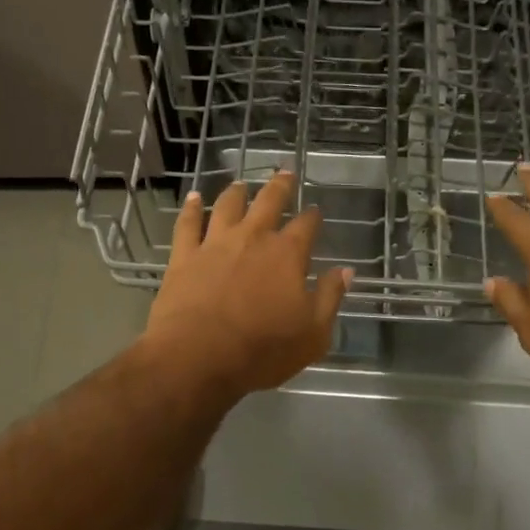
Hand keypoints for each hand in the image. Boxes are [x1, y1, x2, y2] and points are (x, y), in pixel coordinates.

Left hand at [143, 171, 351, 401]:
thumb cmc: (262, 350)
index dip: (313, 216)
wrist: (197, 357)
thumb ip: (329, 298)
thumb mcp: (312, 334)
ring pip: (227, 206)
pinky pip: (187, 224)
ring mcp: (214, 244)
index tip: (315, 212)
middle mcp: (252, 238)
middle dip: (280, 186)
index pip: (306, 225)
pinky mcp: (183, 256)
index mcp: (287, 255)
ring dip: (237, 192)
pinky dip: (191, 208)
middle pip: (269, 202)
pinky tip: (194, 197)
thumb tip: (345, 271)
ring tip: (242, 184)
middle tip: (284, 172)